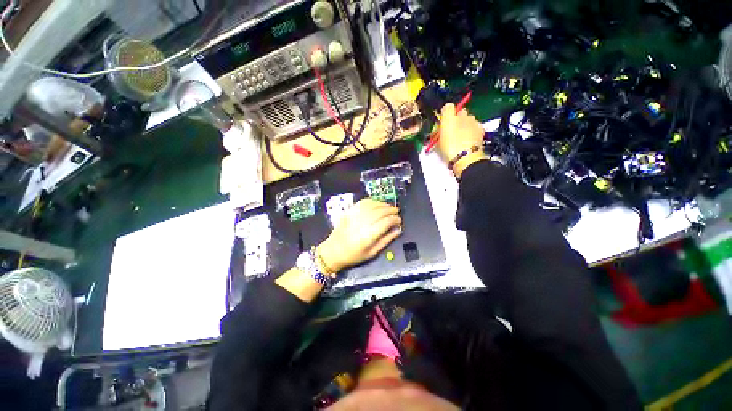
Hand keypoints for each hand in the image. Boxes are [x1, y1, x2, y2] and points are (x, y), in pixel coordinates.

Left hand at [317, 199, 401, 271]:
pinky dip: (372, 201)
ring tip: (389, 207)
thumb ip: (386, 240)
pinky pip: (363, 203)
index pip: (386, 222)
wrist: (333, 251)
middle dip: (391, 210)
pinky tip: (377, 204)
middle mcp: (362, 223)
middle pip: (380, 211)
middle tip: (397, 211)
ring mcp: (355, 216)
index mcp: (368, 236)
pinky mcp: (349, 212)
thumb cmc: (353, 255)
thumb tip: (398, 230)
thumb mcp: (372, 253)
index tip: (399, 220)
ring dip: (383, 204)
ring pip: (372, 205)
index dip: (395, 219)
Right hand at [436, 103, 487, 177]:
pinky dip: (472, 130)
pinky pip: (475, 125)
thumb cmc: (449, 149)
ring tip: (461, 137)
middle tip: (452, 131)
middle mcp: (463, 115)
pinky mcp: (480, 128)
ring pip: (468, 119)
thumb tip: (439, 127)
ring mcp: (473, 121)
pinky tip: (468, 139)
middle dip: (457, 119)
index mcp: (449, 117)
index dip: (445, 114)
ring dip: (465, 124)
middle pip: (459, 112)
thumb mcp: (437, 141)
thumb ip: (437, 131)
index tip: (442, 123)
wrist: (466, 157)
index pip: (448, 107)